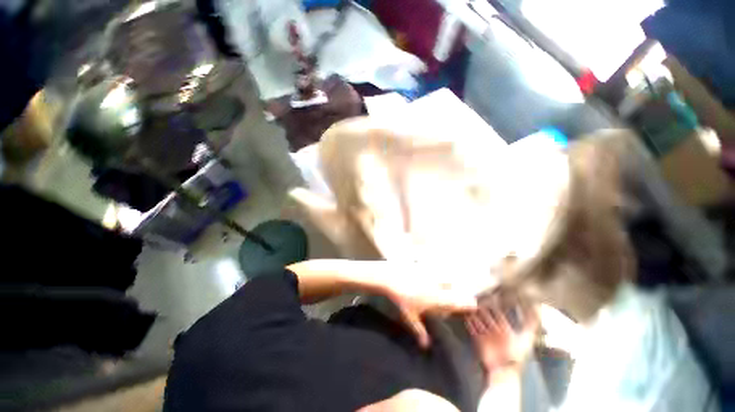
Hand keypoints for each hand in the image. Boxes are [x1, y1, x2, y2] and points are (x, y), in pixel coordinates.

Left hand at [384, 265, 477, 348]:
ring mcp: (431, 274)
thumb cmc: (401, 298)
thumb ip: (420, 331)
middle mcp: (437, 285)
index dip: (468, 303)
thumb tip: (425, 346)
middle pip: (453, 287)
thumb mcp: (410, 316)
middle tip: (449, 296)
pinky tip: (429, 274)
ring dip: (445, 282)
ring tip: (439, 285)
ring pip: (445, 277)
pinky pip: (434, 268)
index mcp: (437, 299)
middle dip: (454, 292)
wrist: (392, 278)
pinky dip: (435, 271)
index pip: (458, 301)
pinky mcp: (424, 266)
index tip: (472, 305)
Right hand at [465, 299, 537, 371]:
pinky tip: (466, 318)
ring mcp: (487, 337)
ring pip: (480, 323)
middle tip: (477, 302)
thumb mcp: (526, 338)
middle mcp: (496, 332)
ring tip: (469, 308)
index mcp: (506, 331)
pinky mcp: (479, 341)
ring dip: (475, 316)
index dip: (495, 308)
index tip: (491, 299)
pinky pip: (473, 331)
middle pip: (488, 318)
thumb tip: (538, 310)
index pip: (499, 316)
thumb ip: (531, 325)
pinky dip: (469, 325)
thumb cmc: (516, 355)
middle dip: (483, 311)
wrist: (503, 370)